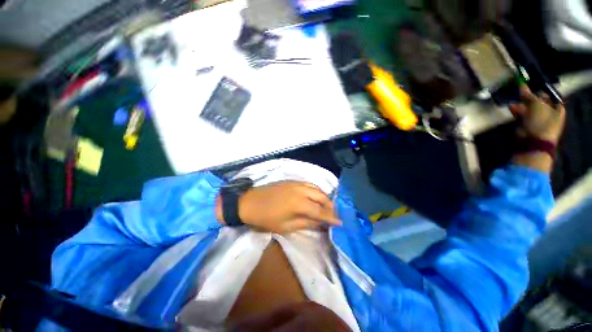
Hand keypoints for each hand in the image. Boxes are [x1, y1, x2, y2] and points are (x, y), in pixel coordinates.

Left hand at [217, 181, 340, 233]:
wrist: (249, 202)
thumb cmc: (265, 218)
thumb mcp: (285, 226)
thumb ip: (305, 223)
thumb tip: (320, 224)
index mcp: (299, 204)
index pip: (320, 211)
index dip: (331, 217)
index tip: (340, 222)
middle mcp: (300, 191)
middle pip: (321, 197)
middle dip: (329, 205)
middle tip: (332, 214)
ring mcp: (296, 184)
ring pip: (316, 188)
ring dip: (323, 197)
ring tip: (326, 205)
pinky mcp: (292, 181)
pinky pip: (309, 184)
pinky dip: (315, 190)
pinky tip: (315, 196)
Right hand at [509, 85, 565, 143]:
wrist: (533, 141)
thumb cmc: (541, 121)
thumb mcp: (536, 105)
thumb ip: (529, 95)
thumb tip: (522, 84)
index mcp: (557, 108)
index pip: (549, 96)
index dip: (541, 90)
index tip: (532, 86)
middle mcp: (549, 113)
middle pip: (539, 102)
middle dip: (528, 98)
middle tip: (520, 92)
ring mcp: (538, 120)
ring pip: (529, 108)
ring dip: (521, 104)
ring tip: (513, 100)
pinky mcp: (528, 125)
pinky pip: (522, 115)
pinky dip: (517, 111)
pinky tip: (511, 107)